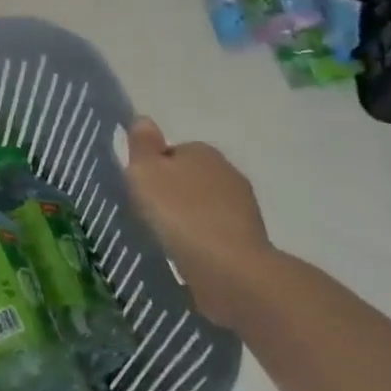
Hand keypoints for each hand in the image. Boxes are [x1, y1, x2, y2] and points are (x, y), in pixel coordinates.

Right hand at [123, 118, 276, 329]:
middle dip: (172, 195)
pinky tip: (189, 258)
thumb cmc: (180, 214)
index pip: (171, 153)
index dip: (153, 171)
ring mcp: (244, 209)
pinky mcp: (251, 242)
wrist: (232, 271)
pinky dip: (203, 244)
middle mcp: (228, 172)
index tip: (139, 192)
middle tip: (149, 216)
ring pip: (204, 208)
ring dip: (189, 221)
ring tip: (168, 241)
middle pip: (189, 179)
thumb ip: (142, 145)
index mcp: (203, 151)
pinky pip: (216, 235)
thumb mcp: (146, 173)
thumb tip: (144, 119)